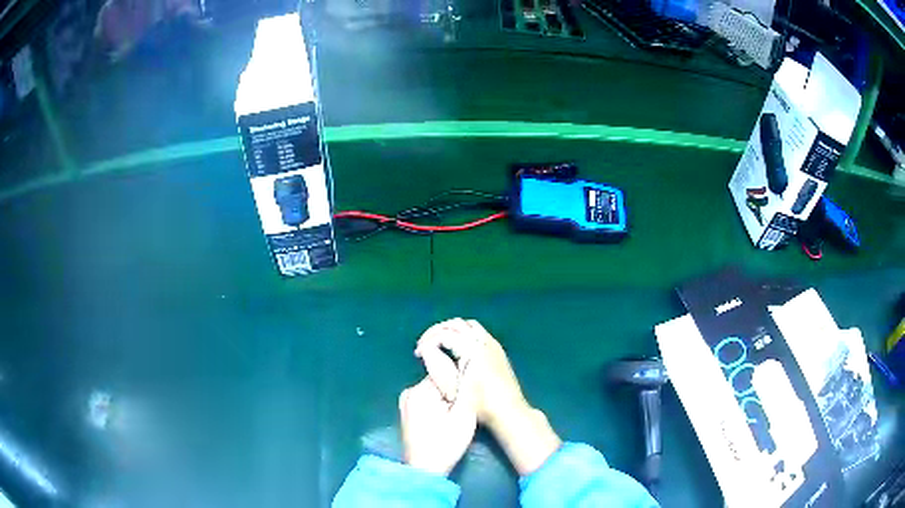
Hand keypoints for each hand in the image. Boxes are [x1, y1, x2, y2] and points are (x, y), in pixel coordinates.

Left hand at [399, 377, 476, 475]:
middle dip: (451, 393)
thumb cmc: (446, 444)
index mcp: (420, 389)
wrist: (425, 469)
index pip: (445, 371)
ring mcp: (405, 403)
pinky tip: (443, 423)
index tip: (465, 399)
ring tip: (453, 419)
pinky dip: (436, 408)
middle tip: (461, 411)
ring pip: (433, 392)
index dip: (459, 384)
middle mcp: (409, 391)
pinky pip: (426, 401)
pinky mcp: (406, 413)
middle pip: (439, 382)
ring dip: (445, 401)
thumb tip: (470, 364)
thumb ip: (467, 389)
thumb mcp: (464, 416)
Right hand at [415, 318, 560, 475]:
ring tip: (437, 343)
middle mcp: (483, 342)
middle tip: (424, 344)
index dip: (427, 341)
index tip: (418, 354)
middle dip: (436, 331)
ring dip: (450, 330)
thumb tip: (427, 352)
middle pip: (455, 324)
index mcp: (472, 350)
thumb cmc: (481, 405)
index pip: (444, 334)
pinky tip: (456, 348)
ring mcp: (492, 344)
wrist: (508, 411)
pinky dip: (463, 333)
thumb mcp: (454, 390)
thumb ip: (439, 367)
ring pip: (467, 325)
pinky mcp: (497, 350)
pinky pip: (477, 331)